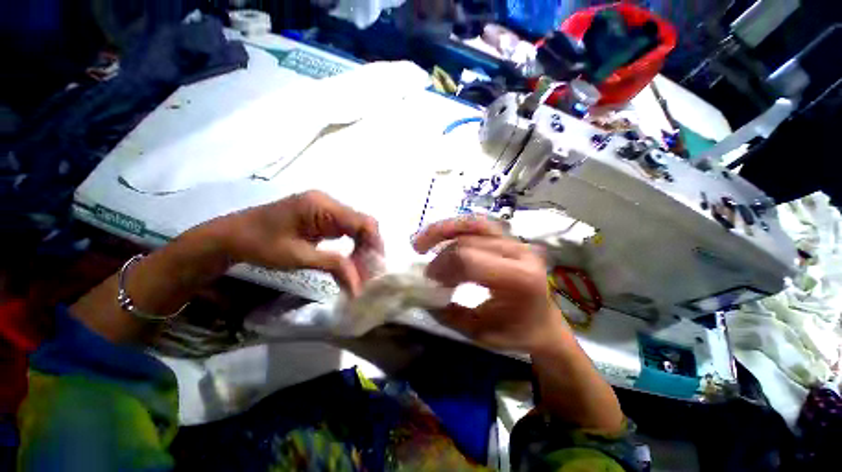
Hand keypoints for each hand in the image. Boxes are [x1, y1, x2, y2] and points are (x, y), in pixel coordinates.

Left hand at [219, 191, 383, 295]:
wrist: (230, 236)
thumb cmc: (260, 244)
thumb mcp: (298, 257)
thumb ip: (333, 265)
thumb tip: (359, 286)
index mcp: (322, 206)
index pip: (362, 222)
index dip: (374, 245)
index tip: (377, 269)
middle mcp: (328, 203)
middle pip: (362, 224)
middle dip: (369, 249)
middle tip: (368, 275)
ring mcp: (325, 209)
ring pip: (356, 228)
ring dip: (361, 250)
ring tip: (360, 272)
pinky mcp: (322, 217)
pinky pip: (345, 230)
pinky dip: (351, 247)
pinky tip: (350, 262)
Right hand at [413, 216, 567, 352]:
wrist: (545, 323)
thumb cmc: (517, 332)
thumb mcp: (480, 332)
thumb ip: (449, 314)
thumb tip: (423, 293)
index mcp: (518, 278)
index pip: (469, 258)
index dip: (442, 265)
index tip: (429, 280)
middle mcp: (519, 252)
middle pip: (468, 241)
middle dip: (441, 254)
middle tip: (427, 270)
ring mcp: (516, 242)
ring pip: (474, 224)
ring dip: (444, 229)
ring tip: (423, 240)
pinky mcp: (510, 239)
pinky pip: (479, 226)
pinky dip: (457, 228)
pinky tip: (443, 236)